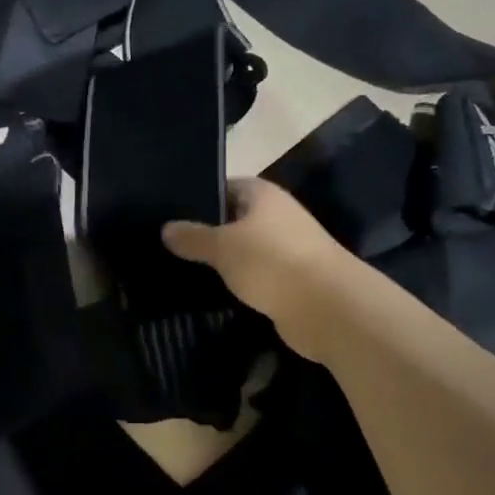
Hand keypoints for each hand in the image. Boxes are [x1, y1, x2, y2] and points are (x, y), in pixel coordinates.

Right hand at [163, 178, 355, 359]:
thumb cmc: (272, 262)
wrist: (329, 308)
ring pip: (243, 249)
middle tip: (168, 243)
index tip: (168, 212)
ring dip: (222, 260)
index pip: (223, 186)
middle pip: (233, 218)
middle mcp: (276, 215)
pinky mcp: (290, 280)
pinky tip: (211, 290)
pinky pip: (255, 275)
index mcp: (262, 194)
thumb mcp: (222, 246)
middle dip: (206, 230)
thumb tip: (166, 229)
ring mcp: (286, 249)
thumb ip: (192, 237)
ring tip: (182, 267)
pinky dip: (237, 281)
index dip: (197, 197)